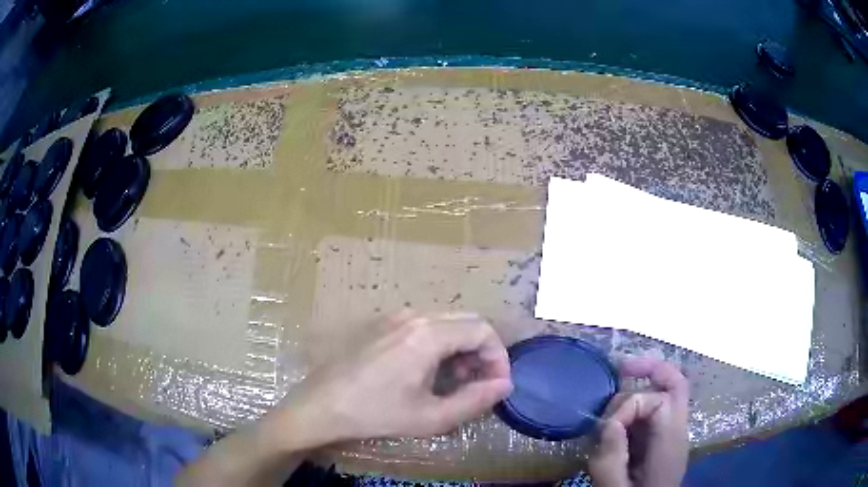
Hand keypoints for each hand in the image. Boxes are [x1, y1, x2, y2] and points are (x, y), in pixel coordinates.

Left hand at [278, 309, 512, 447]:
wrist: (321, 405)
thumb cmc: (375, 413)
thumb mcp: (431, 417)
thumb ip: (475, 401)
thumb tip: (505, 385)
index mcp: (427, 334)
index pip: (483, 330)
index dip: (498, 357)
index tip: (496, 385)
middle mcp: (413, 315)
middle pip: (466, 321)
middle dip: (482, 352)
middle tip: (478, 384)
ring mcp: (394, 316)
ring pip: (446, 322)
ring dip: (461, 348)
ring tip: (455, 381)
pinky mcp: (381, 324)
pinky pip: (424, 325)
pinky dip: (440, 343)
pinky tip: (429, 370)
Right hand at [588, 356, 688, 486]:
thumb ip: (611, 460)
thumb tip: (610, 423)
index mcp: (670, 444)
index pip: (659, 402)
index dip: (630, 406)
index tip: (607, 428)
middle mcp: (677, 431)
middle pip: (676, 384)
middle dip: (650, 369)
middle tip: (620, 368)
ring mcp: (671, 433)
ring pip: (666, 393)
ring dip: (642, 386)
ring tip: (613, 398)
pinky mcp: (662, 439)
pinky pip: (655, 410)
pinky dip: (638, 404)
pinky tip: (618, 415)